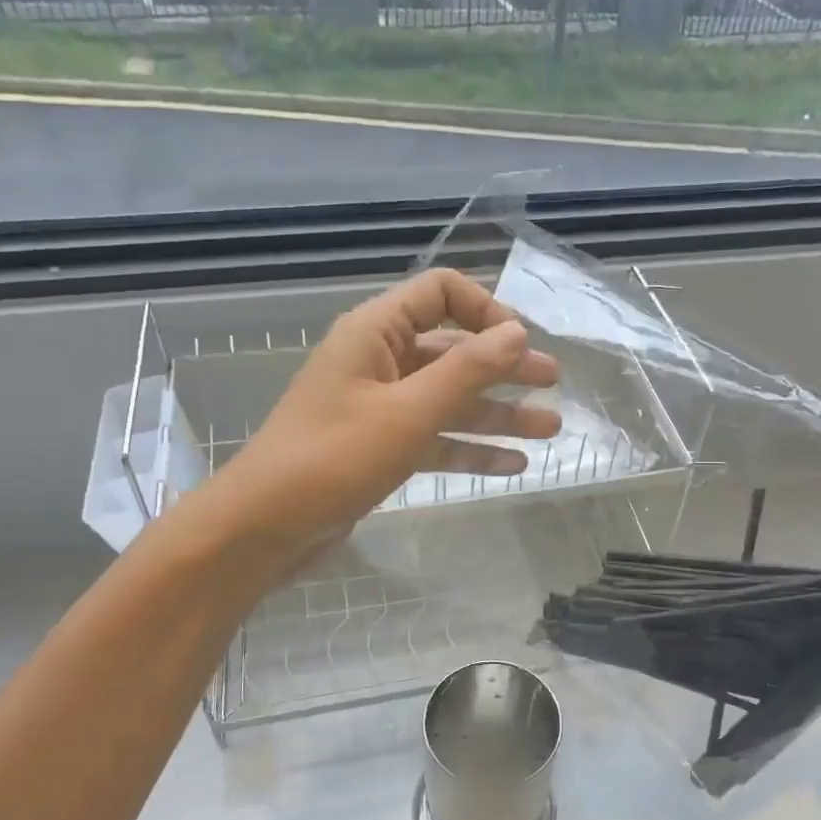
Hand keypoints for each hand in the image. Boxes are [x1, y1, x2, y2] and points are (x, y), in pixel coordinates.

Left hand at [203, 268, 560, 554]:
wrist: (266, 526)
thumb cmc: (335, 457)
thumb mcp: (409, 411)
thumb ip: (466, 370)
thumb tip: (517, 332)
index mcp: (376, 332)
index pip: (440, 293)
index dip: (485, 310)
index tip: (521, 344)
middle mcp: (380, 361)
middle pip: (453, 350)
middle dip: (504, 366)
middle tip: (553, 383)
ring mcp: (380, 407)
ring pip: (449, 399)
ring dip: (497, 412)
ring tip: (550, 428)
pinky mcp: (380, 448)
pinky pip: (435, 438)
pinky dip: (471, 448)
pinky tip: (513, 464)